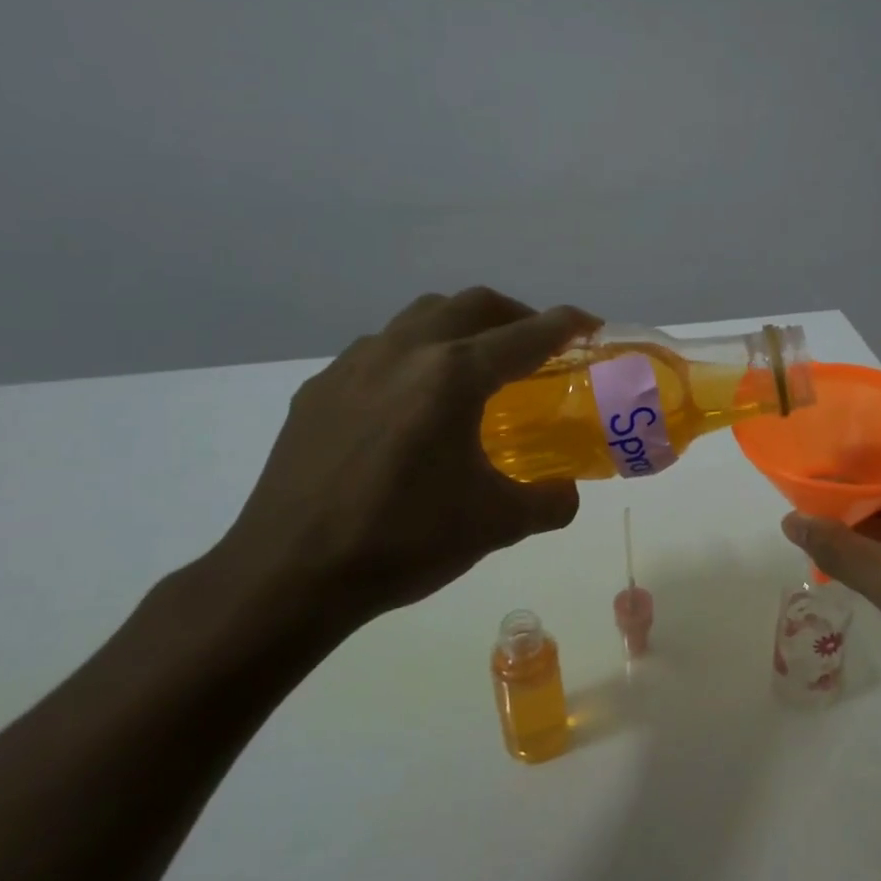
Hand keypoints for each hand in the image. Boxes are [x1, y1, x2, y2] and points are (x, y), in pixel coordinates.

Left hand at [206, 288, 597, 640]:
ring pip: (421, 316)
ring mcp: (354, 365)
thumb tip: (566, 492)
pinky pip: (379, 350)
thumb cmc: (403, 541)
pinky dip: (415, 355)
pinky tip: (413, 403)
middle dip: (515, 315)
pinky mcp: (319, 389)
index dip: (568, 325)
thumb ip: (550, 501)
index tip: (591, 326)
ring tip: (476, 367)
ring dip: (461, 326)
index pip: (527, 334)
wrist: (289, 575)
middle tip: (537, 347)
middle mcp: (405, 352)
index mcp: (453, 376)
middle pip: (473, 304)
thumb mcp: (497, 525)